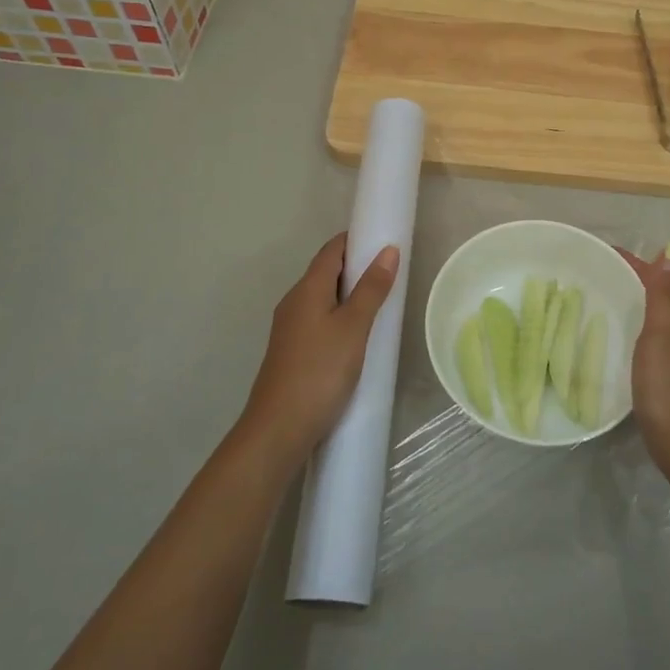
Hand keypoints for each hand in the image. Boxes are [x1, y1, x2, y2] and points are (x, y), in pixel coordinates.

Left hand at [240, 232, 400, 467]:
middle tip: (391, 275)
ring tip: (380, 304)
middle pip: (326, 272)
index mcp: (307, 289)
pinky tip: (357, 336)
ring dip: (349, 294)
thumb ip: (372, 289)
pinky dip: (340, 317)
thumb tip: (388, 250)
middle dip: (357, 267)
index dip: (356, 240)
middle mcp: (294, 302)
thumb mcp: (354, 328)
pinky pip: (319, 320)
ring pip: (323, 298)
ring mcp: (290, 328)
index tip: (385, 241)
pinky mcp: (292, 352)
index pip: (332, 250)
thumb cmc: (320, 372)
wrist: (278, 429)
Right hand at [620, 249, 669, 480]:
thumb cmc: (669, 388)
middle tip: (593, 272)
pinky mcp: (668, 375)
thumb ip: (662, 296)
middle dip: (630, 280)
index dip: (633, 263)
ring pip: (653, 318)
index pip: (659, 279)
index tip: (601, 252)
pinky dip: (632, 328)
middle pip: (657, 296)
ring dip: (631, 304)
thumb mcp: (662, 336)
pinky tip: (616, 336)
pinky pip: (648, 339)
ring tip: (599, 297)